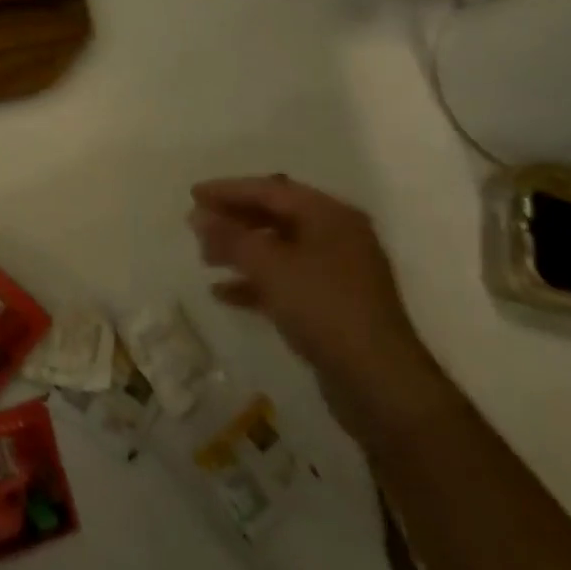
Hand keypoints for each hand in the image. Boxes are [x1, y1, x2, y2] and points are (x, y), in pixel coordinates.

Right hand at [189, 175, 449, 442]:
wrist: (377, 379)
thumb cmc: (323, 308)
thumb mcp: (270, 266)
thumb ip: (230, 237)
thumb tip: (198, 215)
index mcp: (330, 216)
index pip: (271, 190)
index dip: (229, 190)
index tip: (193, 195)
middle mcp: (337, 236)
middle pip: (276, 216)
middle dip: (234, 220)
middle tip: (196, 226)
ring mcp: (336, 272)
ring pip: (278, 249)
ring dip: (241, 251)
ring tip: (205, 259)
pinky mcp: (331, 304)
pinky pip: (285, 280)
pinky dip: (254, 281)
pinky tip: (223, 293)